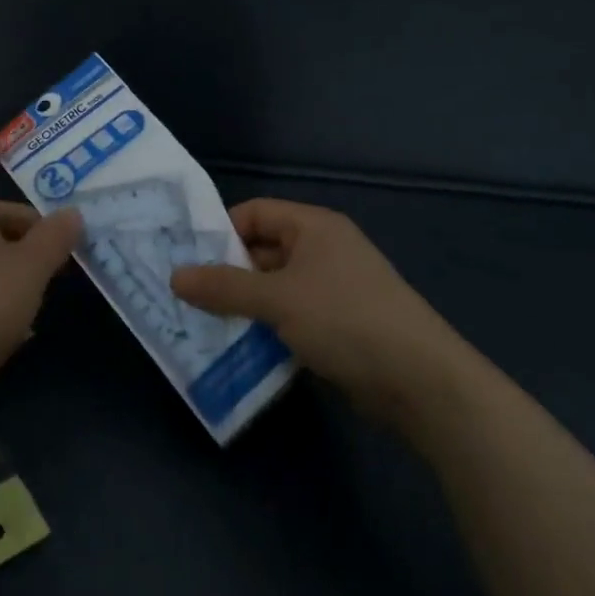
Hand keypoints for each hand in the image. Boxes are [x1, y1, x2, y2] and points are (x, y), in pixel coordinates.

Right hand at [172, 199, 444, 423]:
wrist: (420, 381)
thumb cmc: (345, 319)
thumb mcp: (277, 299)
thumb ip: (224, 287)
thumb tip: (174, 276)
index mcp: (313, 227)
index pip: (254, 214)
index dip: (220, 232)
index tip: (187, 261)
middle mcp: (322, 250)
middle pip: (262, 252)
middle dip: (226, 275)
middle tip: (186, 298)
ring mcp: (332, 289)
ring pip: (273, 289)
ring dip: (243, 307)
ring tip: (202, 326)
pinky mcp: (338, 326)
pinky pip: (290, 317)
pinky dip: (266, 329)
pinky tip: (239, 349)